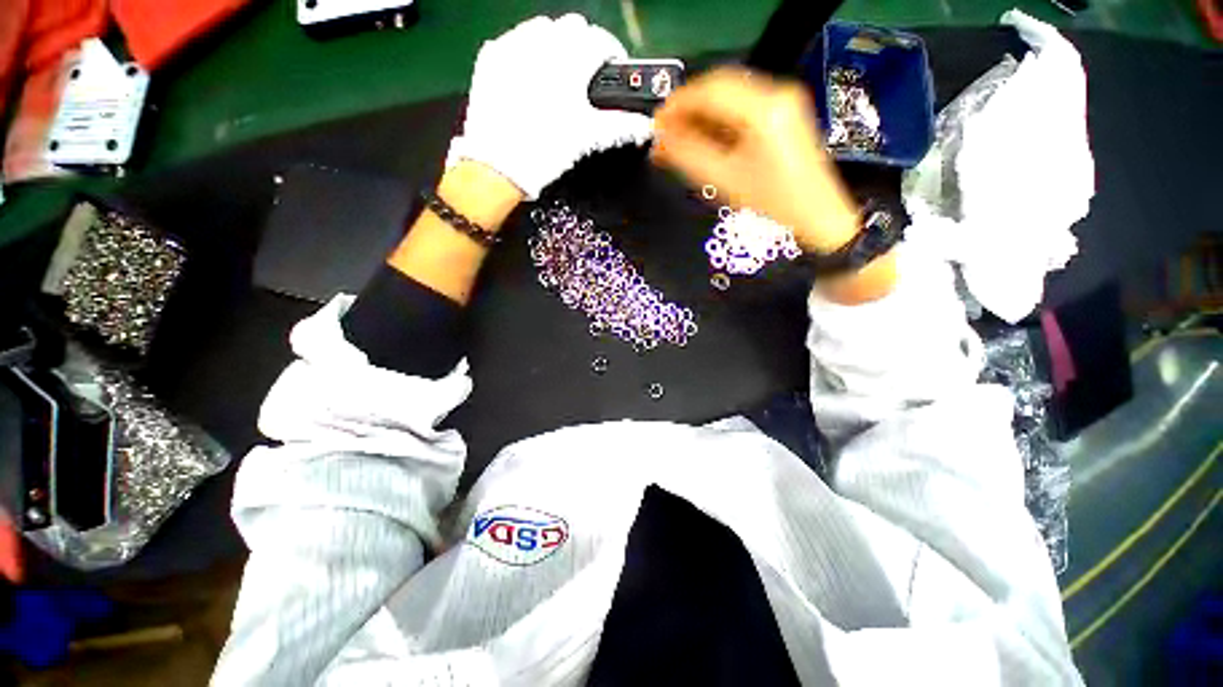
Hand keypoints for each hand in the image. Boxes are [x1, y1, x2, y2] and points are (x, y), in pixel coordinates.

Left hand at [447, 14, 652, 199]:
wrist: (497, 165)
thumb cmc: (547, 150)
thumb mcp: (587, 138)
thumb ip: (620, 126)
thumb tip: (647, 126)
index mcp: (570, 60)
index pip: (601, 41)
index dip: (612, 54)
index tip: (612, 70)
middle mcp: (542, 42)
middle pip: (573, 28)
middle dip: (584, 46)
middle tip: (585, 76)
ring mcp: (512, 45)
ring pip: (543, 28)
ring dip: (556, 44)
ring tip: (557, 75)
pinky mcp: (491, 56)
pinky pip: (515, 39)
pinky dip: (527, 51)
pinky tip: (529, 77)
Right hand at [651, 67, 859, 253]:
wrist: (817, 213)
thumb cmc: (772, 201)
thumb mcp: (724, 180)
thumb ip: (688, 156)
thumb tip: (659, 141)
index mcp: (763, 108)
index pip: (710, 90)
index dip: (678, 104)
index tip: (656, 124)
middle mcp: (776, 93)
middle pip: (719, 86)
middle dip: (687, 108)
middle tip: (665, 133)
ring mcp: (782, 100)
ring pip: (729, 96)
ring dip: (701, 113)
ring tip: (679, 138)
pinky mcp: (783, 112)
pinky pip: (741, 106)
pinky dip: (718, 119)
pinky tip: (703, 137)